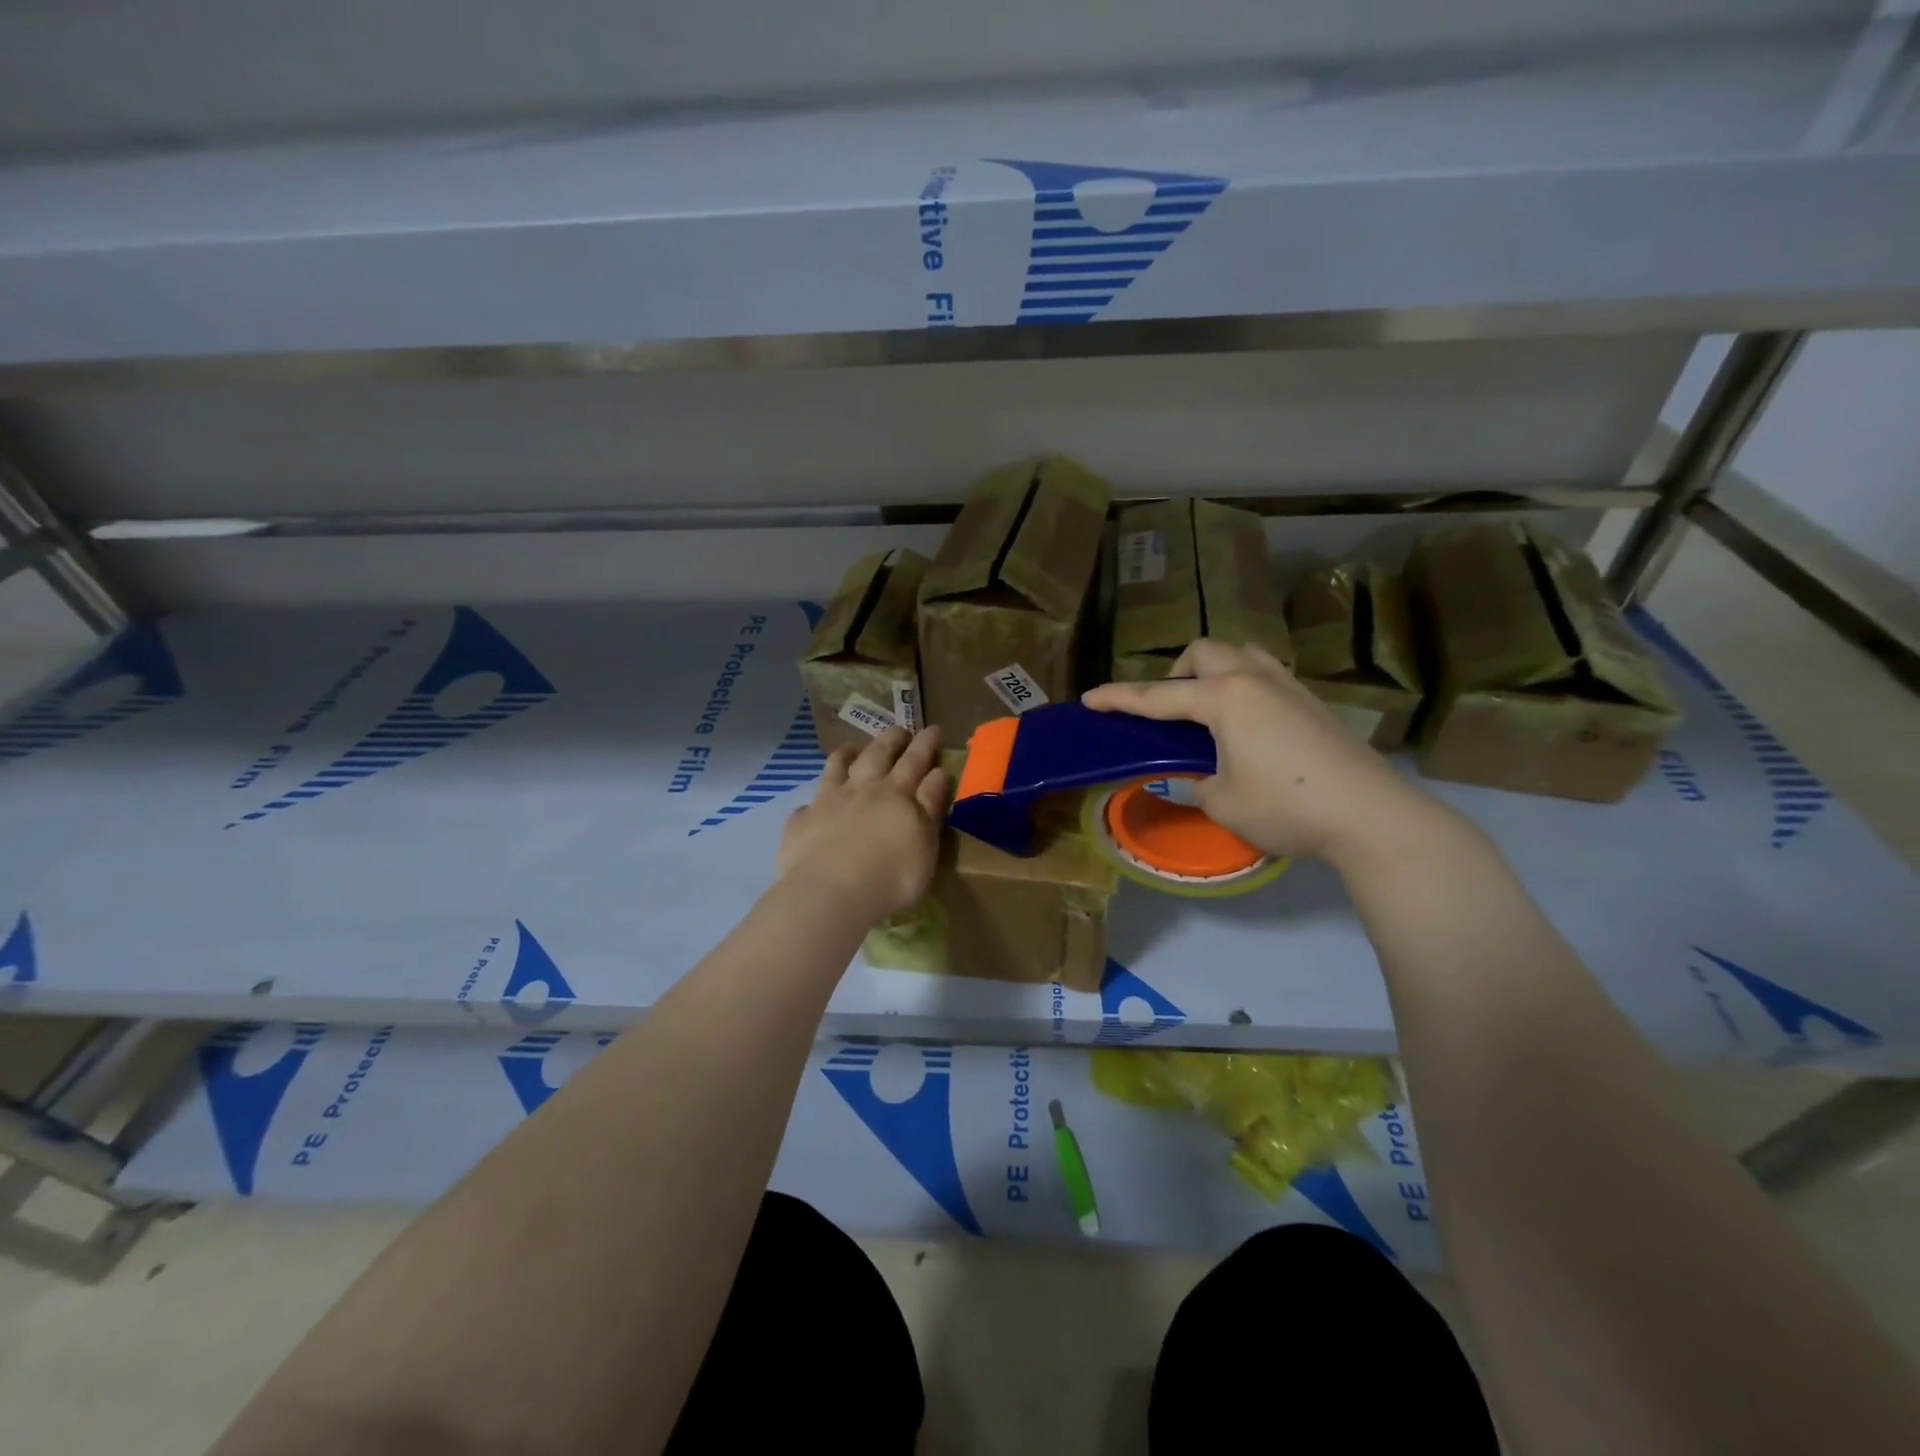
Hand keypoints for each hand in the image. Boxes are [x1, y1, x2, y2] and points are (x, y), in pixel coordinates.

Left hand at [778, 726, 949, 922]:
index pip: (915, 761)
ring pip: (836, 768)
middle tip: (899, 729)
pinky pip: (806, 806)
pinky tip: (811, 807)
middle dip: (890, 739)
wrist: (832, 893)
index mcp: (896, 794)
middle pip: (877, 756)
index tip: (933, 728)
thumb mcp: (926, 842)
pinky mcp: (801, 823)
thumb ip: (931, 806)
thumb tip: (937, 772)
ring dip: (846, 755)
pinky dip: (812, 803)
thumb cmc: (891, 875)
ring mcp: (827, 802)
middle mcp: (861, 790)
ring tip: (852, 748)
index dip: (925, 744)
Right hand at [1082, 640, 1459, 868]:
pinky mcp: (1314, 703)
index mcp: (1225, 698)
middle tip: (1169, 712)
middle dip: (1175, 673)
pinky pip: (1267, 675)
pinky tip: (1250, 726)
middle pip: (1204, 652)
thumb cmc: (1286, 806)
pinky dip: (1244, 687)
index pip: (1158, 695)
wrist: (1371, 815)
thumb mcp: (1222, 802)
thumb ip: (1196, 782)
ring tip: (1209, 710)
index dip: (1120, 698)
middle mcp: (1255, 679)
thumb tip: (1196, 776)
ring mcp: (1290, 687)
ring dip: (1214, 671)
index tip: (1090, 699)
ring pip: (1241, 654)